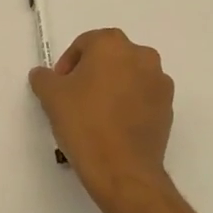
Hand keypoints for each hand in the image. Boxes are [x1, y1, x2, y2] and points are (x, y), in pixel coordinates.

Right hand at [29, 28, 174, 212]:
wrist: (122, 169)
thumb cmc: (84, 122)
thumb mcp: (51, 96)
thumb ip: (44, 77)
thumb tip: (44, 75)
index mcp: (113, 44)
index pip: (85, 44)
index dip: (68, 64)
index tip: (59, 86)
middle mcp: (142, 55)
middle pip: (109, 58)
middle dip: (91, 74)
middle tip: (74, 99)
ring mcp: (160, 82)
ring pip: (128, 77)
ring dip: (112, 88)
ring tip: (95, 115)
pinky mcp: (168, 108)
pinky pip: (143, 98)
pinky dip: (129, 105)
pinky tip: (114, 127)